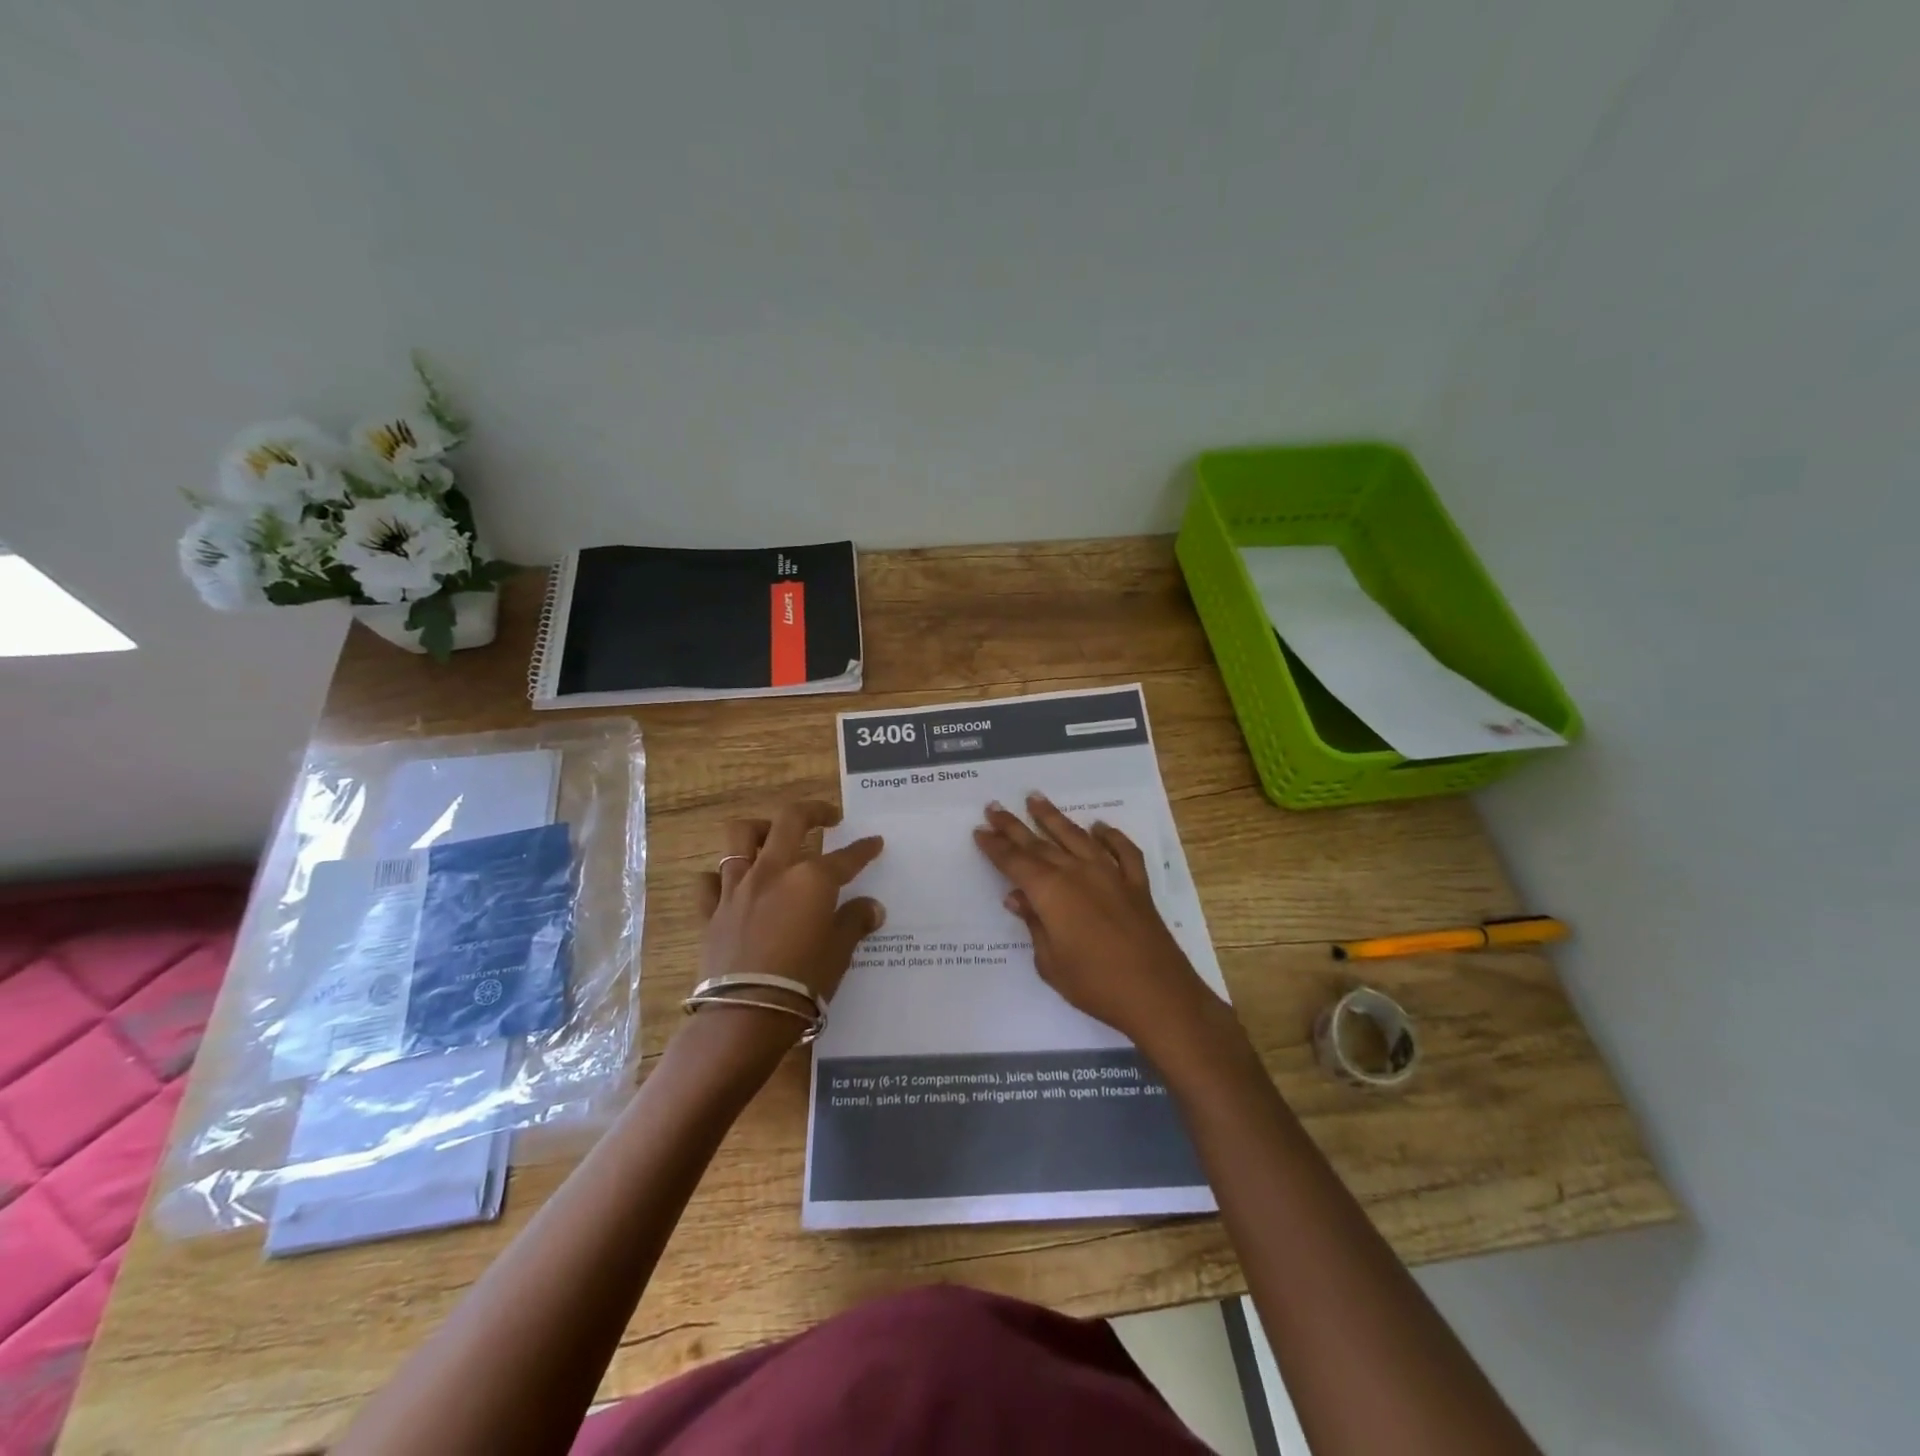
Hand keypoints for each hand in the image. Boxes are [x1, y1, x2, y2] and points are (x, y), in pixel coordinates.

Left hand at [696, 800, 885, 1007]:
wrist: (746, 1015)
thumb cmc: (803, 982)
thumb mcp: (840, 952)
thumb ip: (854, 922)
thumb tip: (872, 908)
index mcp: (812, 879)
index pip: (846, 857)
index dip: (863, 849)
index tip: (874, 842)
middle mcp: (774, 872)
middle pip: (790, 821)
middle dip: (813, 812)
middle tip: (827, 818)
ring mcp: (738, 888)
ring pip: (740, 836)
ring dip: (759, 829)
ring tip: (771, 836)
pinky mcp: (712, 911)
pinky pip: (709, 881)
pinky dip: (719, 877)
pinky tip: (731, 884)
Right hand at [973, 794, 1213, 1056]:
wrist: (1157, 995)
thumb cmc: (1095, 984)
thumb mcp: (1050, 961)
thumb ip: (1033, 924)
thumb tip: (1017, 897)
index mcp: (1051, 892)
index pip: (1015, 862)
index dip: (995, 846)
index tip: (980, 830)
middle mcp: (1078, 873)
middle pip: (1040, 843)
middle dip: (1014, 826)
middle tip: (994, 807)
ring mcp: (1111, 874)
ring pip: (1077, 837)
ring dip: (1054, 818)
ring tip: (1036, 798)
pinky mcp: (1137, 885)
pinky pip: (1123, 852)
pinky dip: (1111, 837)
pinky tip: (1100, 827)